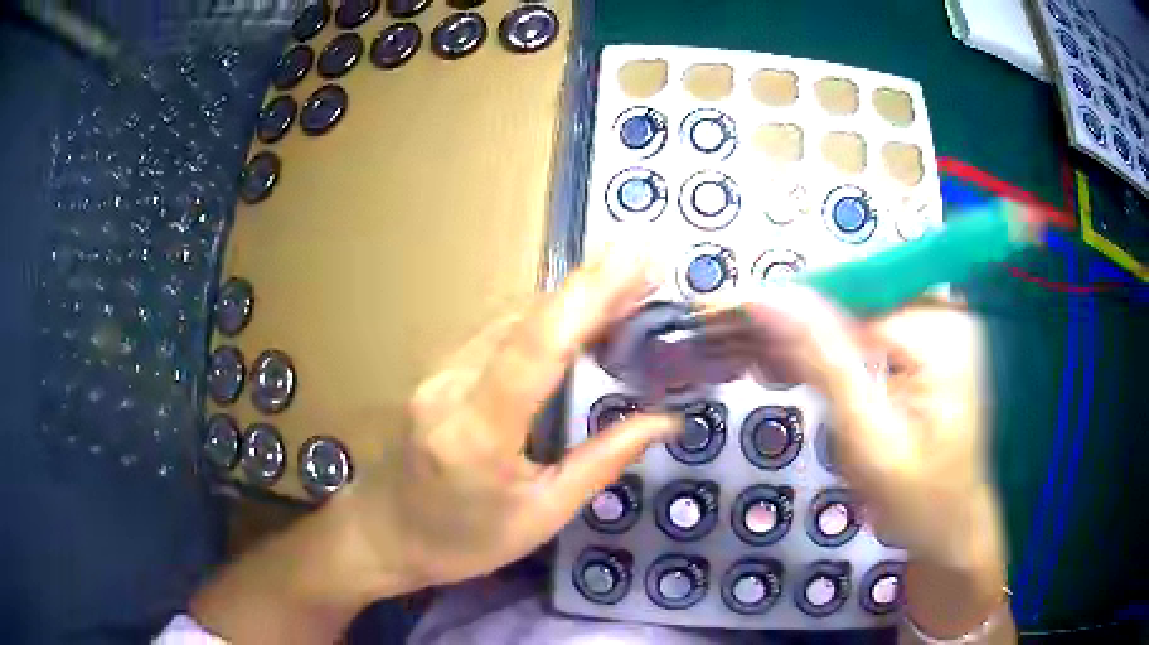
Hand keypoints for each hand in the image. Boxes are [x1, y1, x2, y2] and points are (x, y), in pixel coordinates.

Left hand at [341, 252, 679, 590]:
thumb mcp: (541, 516)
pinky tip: (579, 321)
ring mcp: (438, 373)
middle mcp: (450, 387)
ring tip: (628, 291)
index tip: (634, 259)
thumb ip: (602, 462)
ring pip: (512, 321)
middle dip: (591, 288)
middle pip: (525, 321)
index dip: (587, 297)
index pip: (534, 348)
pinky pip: (499, 334)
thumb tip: (665, 421)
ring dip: (570, 302)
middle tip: (649, 268)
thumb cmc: (463, 541)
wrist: (384, 533)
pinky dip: (546, 321)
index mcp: (477, 434)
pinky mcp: (439, 371)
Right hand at [724, 287, 1010, 639]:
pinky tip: (801, 365)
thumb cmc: (919, 502)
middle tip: (733, 346)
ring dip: (809, 337)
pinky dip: (835, 348)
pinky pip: (875, 329)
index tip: (720, 315)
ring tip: (759, 359)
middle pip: (851, 299)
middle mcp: (946, 312)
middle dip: (793, 323)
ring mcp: (944, 324)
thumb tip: (766, 301)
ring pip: (858, 313)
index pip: (846, 296)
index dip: (783, 304)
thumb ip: (822, 364)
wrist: (957, 530)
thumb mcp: (867, 441)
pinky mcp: (936, 341)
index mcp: (940, 332)